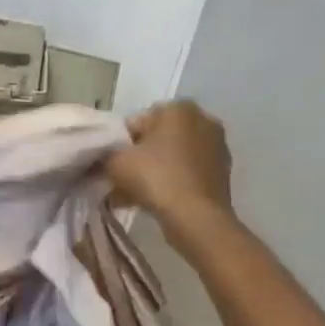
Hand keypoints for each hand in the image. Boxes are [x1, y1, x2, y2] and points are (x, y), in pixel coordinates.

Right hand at [106, 101, 234, 229]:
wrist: (196, 217)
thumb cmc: (155, 178)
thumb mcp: (115, 162)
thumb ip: (104, 154)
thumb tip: (102, 158)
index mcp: (178, 108)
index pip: (137, 122)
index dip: (119, 144)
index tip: (111, 165)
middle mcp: (202, 119)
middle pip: (157, 139)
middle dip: (139, 158)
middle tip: (121, 181)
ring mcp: (216, 146)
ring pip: (172, 157)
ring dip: (153, 172)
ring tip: (132, 196)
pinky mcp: (222, 171)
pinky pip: (186, 172)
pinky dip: (170, 182)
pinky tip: (153, 202)